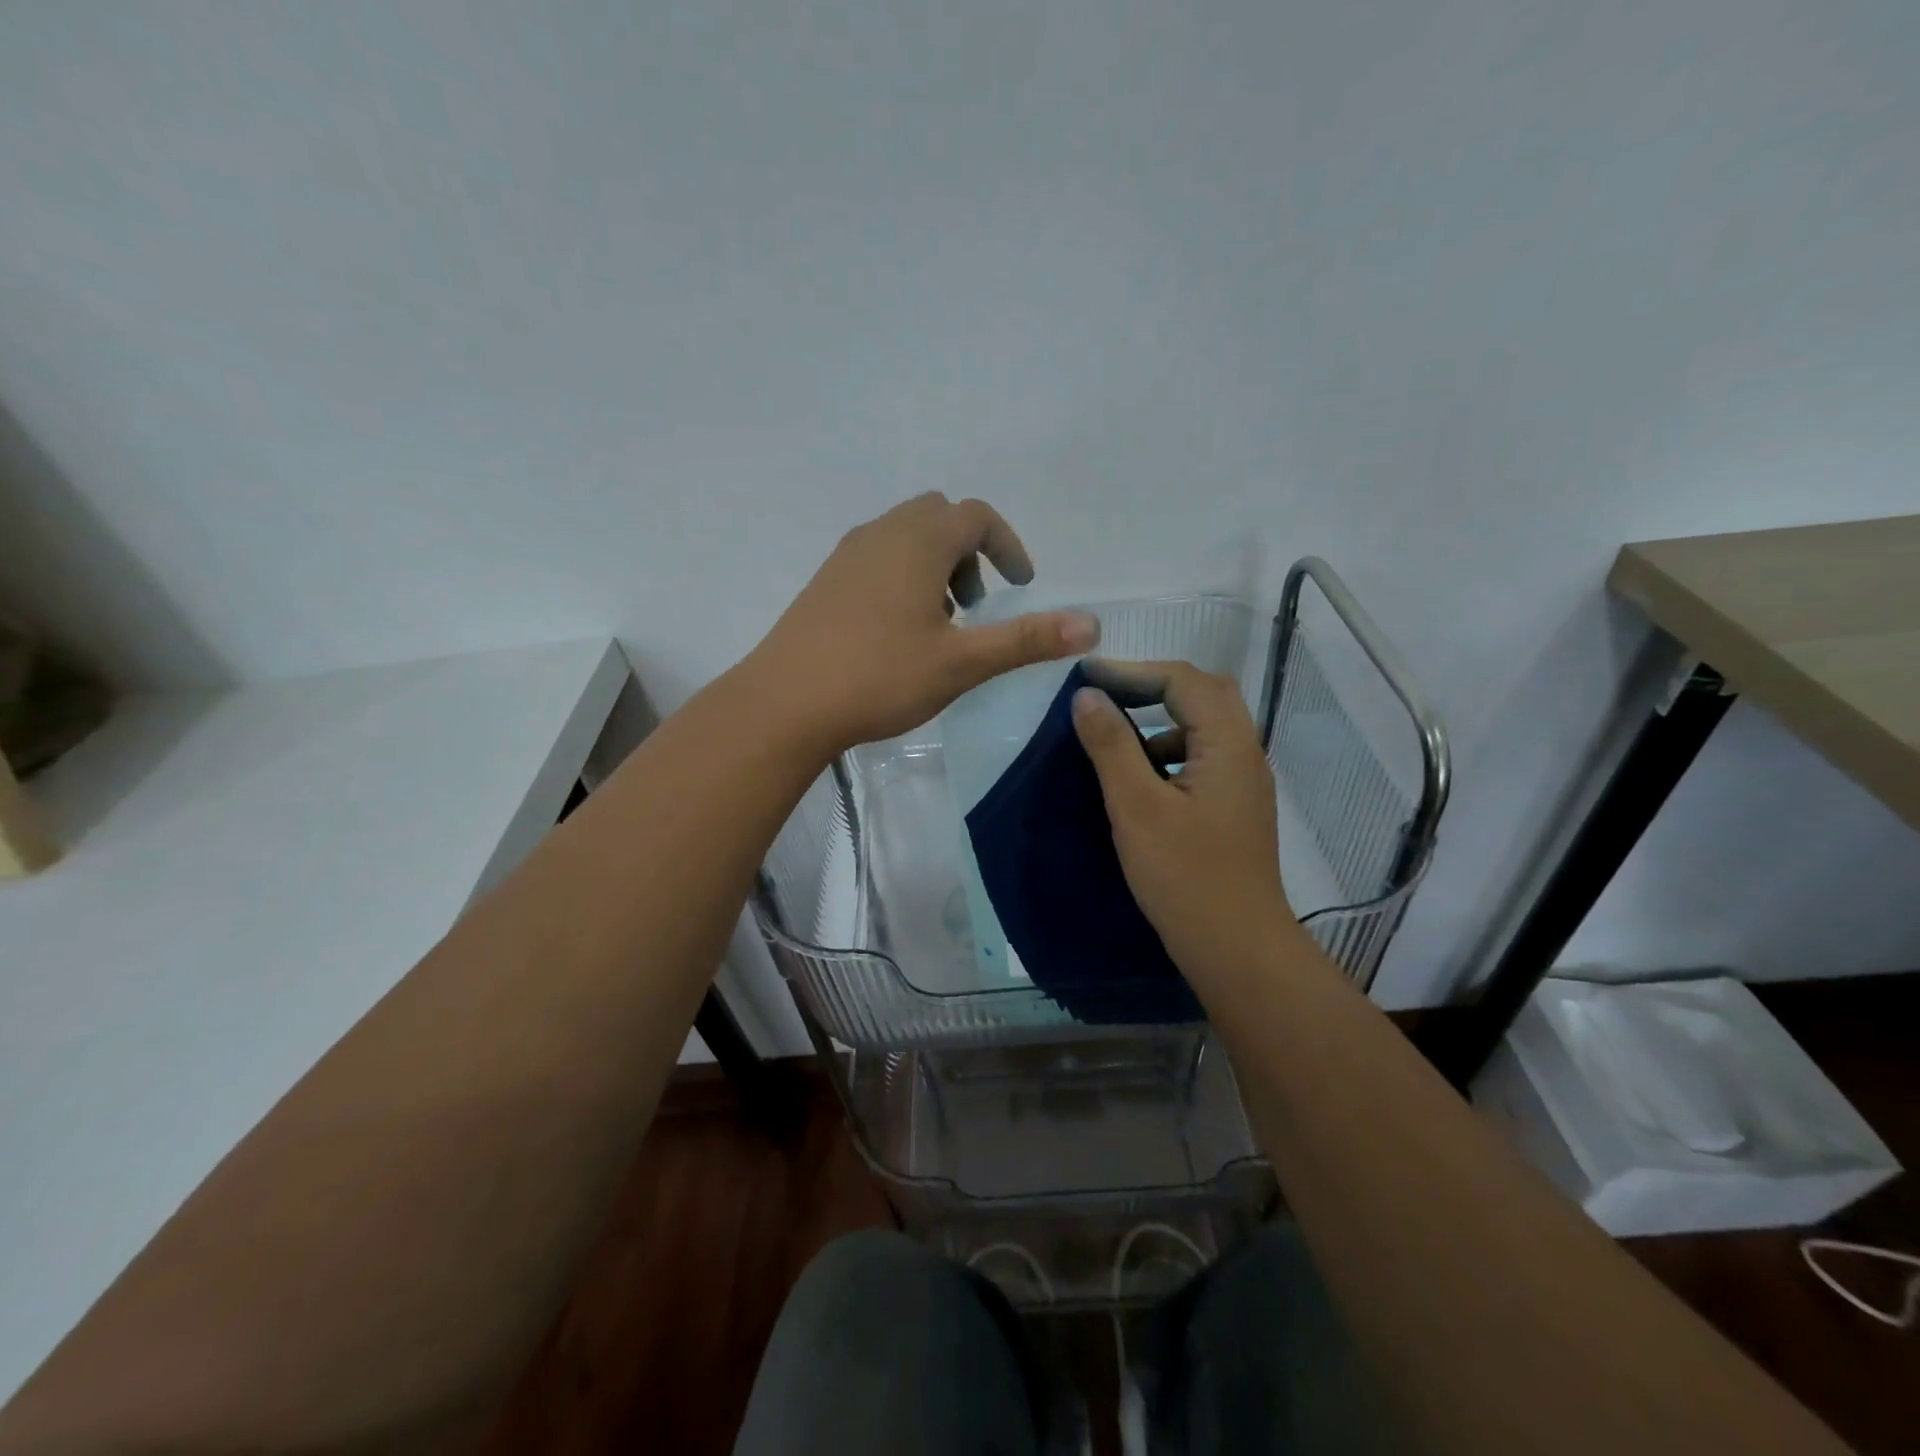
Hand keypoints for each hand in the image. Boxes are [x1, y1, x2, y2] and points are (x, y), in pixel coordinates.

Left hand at [746, 494, 1099, 755]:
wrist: (785, 704)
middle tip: (976, 604)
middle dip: (969, 552)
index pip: (976, 516)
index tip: (1022, 584)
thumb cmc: (879, 677)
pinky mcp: (825, 583)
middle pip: (938, 517)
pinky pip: (876, 558)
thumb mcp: (962, 662)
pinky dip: (903, 576)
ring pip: (904, 538)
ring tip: (941, 623)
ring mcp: (846, 556)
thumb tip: (1091, 624)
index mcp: (917, 542)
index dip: (1008, 545)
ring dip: (935, 565)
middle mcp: (880, 534)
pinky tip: (898, 632)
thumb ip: (1026, 639)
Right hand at [1071, 659, 1297, 976]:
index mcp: (1228, 744)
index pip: (1183, 681)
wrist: (1236, 948)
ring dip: (1162, 718)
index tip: (1085, 677)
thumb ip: (1111, 745)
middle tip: (1105, 693)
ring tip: (1116, 734)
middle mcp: (1245, 753)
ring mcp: (1244, 782)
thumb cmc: (1184, 876)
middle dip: (1152, 686)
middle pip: (1204, 694)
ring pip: (1205, 725)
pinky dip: (1170, 750)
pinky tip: (1142, 778)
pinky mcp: (1235, 807)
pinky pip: (1204, 756)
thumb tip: (1087, 695)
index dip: (1132, 670)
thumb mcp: (1136, 807)